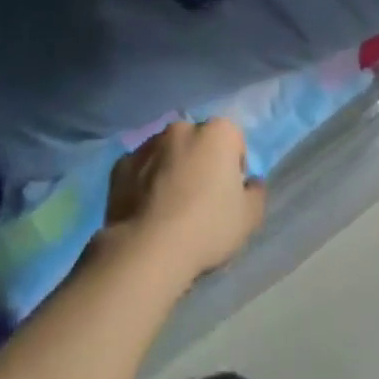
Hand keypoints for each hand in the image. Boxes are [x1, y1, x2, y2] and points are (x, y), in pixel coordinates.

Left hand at [104, 119, 265, 284]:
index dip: (233, 168)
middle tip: (199, 200)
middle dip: (200, 162)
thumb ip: (257, 193)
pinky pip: (139, 169)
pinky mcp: (121, 164)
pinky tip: (145, 210)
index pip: (234, 142)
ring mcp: (148, 144)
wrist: (147, 250)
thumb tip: (252, 182)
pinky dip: (143, 181)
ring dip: (171, 168)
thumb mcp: (249, 218)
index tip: (227, 196)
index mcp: (218, 132)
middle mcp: (183, 128)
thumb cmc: (207, 228)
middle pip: (199, 142)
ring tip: (168, 207)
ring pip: (167, 152)